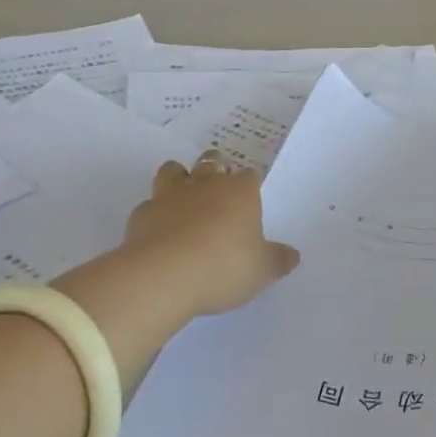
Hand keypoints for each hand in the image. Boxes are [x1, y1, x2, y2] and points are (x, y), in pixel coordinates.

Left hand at [121, 152, 299, 316]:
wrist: (164, 275)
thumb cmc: (223, 267)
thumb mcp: (261, 271)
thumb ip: (277, 260)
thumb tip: (293, 256)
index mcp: (240, 191)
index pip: (249, 175)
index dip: (248, 186)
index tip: (249, 201)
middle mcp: (206, 183)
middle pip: (212, 161)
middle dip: (215, 170)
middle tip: (217, 192)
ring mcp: (171, 194)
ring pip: (173, 170)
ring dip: (178, 180)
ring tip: (183, 201)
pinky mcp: (142, 213)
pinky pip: (149, 205)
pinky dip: (153, 214)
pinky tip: (158, 233)